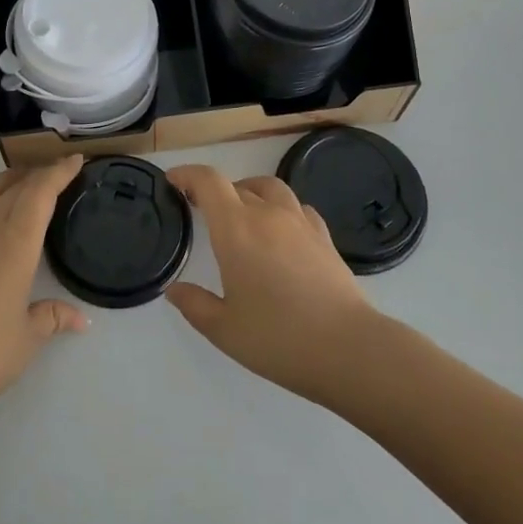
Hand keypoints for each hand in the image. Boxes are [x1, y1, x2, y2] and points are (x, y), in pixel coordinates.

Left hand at [0, 156, 88, 428]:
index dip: (58, 174)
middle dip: (35, 176)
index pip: (40, 195)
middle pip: (12, 190)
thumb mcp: (28, 338)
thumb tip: (82, 320)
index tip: (75, 160)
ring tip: (14, 179)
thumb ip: (53, 318)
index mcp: (15, 245)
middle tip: (54, 173)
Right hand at [165, 165, 380, 401]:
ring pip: (270, 188)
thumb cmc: (278, 338)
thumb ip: (195, 304)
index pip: (208, 182)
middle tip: (201, 208)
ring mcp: (300, 223)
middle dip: (214, 191)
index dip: (187, 174)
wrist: (349, 348)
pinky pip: (297, 208)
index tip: (173, 181)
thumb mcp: (223, 329)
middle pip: (236, 185)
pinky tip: (281, 230)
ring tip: (242, 212)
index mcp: (236, 229)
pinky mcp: (324, 238)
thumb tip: (174, 289)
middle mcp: (267, 214)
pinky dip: (281, 208)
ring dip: (250, 191)